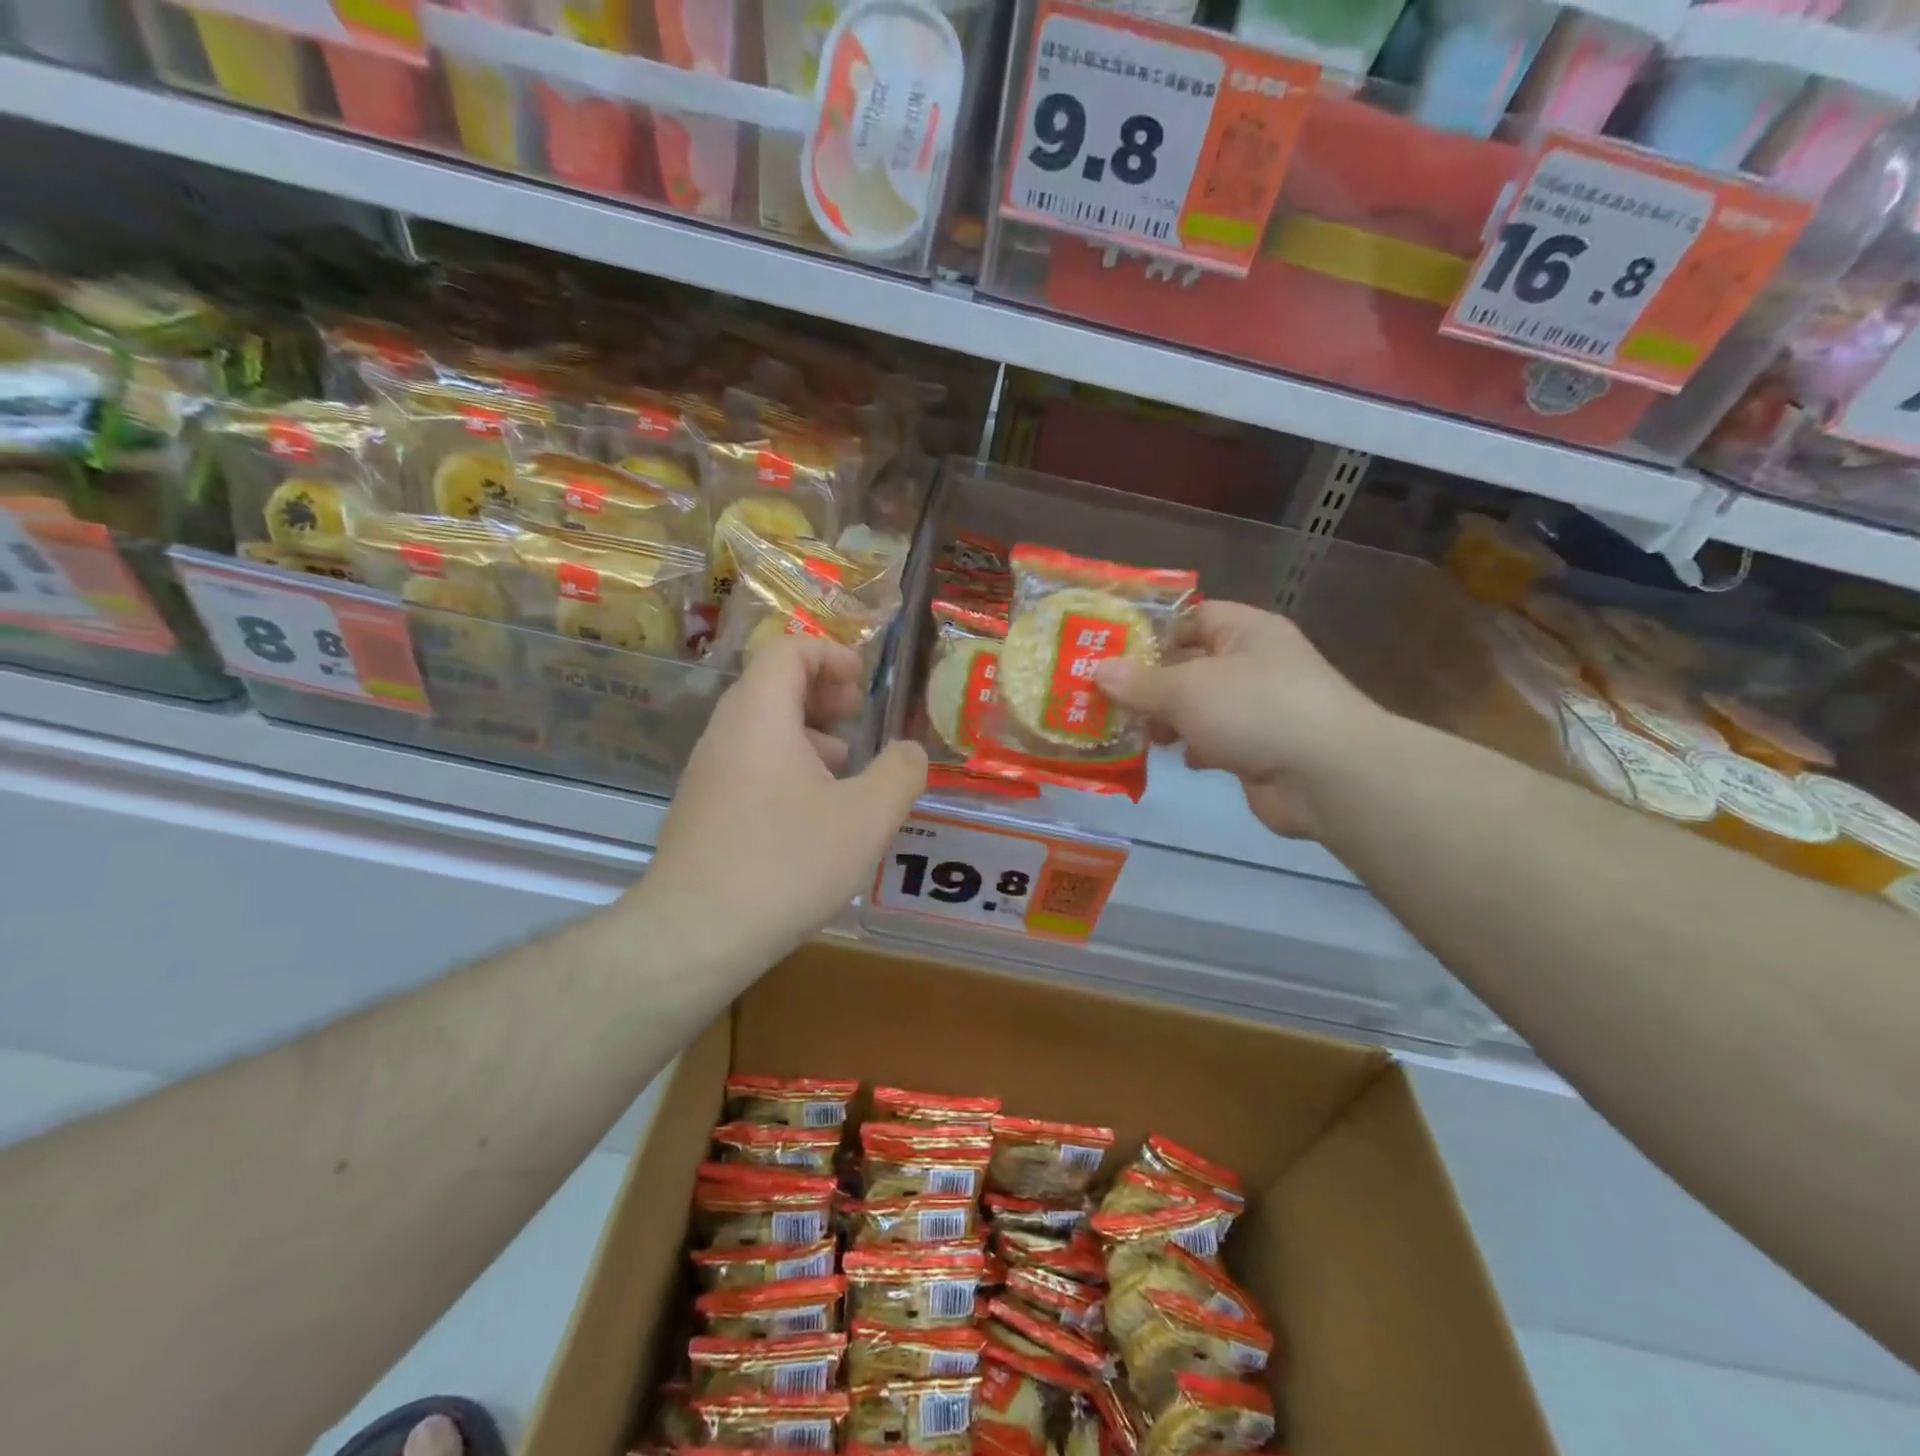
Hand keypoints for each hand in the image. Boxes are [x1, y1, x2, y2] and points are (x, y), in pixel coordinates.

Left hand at [634, 636, 927, 967]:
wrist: (697, 933)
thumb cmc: (788, 862)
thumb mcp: (867, 817)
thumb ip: (900, 772)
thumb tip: (910, 751)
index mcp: (760, 716)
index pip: (787, 649)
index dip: (830, 654)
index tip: (863, 682)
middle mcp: (726, 733)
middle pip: (772, 684)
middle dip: (822, 690)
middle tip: (858, 714)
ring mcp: (707, 772)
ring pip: (760, 726)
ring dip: (806, 729)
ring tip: (845, 761)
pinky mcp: (703, 808)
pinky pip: (748, 762)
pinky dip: (786, 763)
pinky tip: (814, 809)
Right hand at [1094, 602, 1389, 838]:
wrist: (1327, 776)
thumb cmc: (1255, 710)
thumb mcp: (1186, 688)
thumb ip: (1139, 682)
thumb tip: (1097, 670)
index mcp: (1245, 631)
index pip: (1192, 617)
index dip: (1152, 631)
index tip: (1111, 652)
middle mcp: (1254, 664)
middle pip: (1190, 664)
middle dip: (1151, 684)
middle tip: (1109, 700)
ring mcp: (1259, 708)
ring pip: (1200, 706)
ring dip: (1169, 720)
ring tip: (1138, 732)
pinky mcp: (1260, 748)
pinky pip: (1215, 740)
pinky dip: (1194, 748)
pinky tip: (1177, 758)